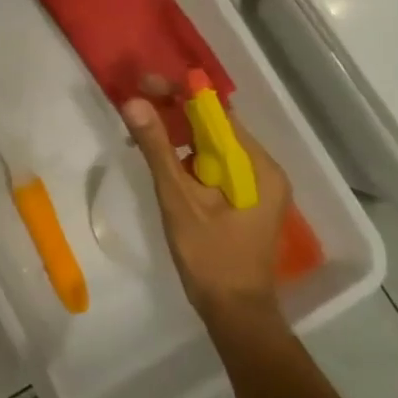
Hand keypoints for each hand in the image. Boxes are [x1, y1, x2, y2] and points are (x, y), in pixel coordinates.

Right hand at [121, 98, 291, 327]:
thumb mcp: (179, 201)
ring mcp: (256, 186)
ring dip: (179, 135)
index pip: (218, 114)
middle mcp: (263, 170)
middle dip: (176, 112)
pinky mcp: (244, 200)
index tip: (145, 84)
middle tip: (136, 104)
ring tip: (142, 130)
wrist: (236, 314)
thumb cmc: (210, 259)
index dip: (181, 94)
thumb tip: (134, 102)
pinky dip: (188, 157)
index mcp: (257, 167)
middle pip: (216, 127)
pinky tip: (162, 159)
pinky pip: (214, 165)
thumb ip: (158, 149)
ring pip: (213, 146)